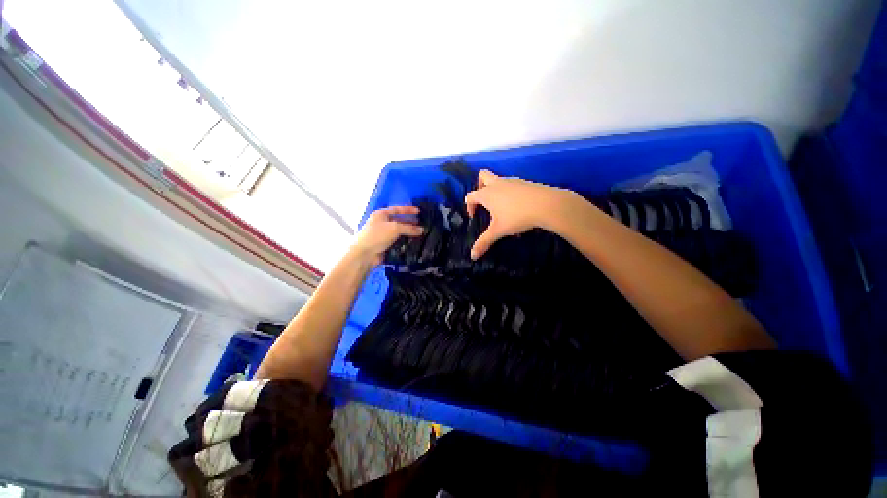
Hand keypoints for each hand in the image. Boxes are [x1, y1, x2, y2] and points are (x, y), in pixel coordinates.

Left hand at [350, 206, 423, 265]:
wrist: (365, 255)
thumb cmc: (377, 236)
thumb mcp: (395, 228)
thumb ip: (409, 228)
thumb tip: (422, 230)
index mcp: (381, 214)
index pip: (397, 209)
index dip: (408, 210)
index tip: (419, 211)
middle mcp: (381, 223)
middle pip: (398, 221)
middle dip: (410, 222)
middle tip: (421, 224)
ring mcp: (383, 234)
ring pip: (399, 232)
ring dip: (408, 233)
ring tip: (420, 234)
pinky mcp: (385, 245)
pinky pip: (397, 241)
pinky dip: (405, 242)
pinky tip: (413, 243)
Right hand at [464, 170, 575, 259]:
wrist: (546, 204)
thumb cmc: (517, 217)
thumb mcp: (498, 231)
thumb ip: (484, 242)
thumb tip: (472, 256)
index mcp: (487, 194)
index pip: (470, 196)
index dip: (469, 206)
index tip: (474, 216)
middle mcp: (497, 183)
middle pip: (482, 176)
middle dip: (479, 186)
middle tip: (484, 202)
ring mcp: (512, 181)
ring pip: (498, 180)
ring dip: (496, 191)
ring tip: (502, 208)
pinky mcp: (525, 182)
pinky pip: (512, 185)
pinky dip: (509, 193)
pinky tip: (517, 207)